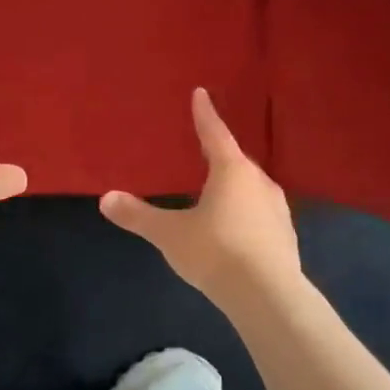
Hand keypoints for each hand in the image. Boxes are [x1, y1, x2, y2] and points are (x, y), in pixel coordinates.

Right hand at [100, 88, 302, 306]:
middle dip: (219, 155)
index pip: (215, 134)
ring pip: (251, 188)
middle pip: (236, 162)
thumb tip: (105, 199)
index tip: (201, 93)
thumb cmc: (215, 251)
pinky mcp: (285, 237)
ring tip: (216, 192)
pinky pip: (259, 213)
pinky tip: (234, 227)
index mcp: (232, 172)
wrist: (268, 296)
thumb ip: (138, 215)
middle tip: (203, 151)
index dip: (205, 114)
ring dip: (234, 186)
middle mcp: (259, 183)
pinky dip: (245, 212)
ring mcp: (277, 211)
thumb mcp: (169, 233)